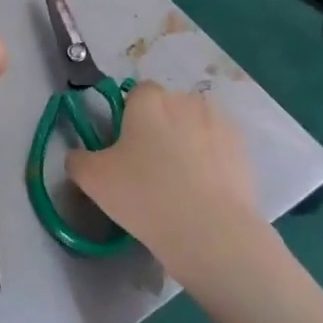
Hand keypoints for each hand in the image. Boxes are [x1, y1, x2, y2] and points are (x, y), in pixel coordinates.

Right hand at [65, 82, 276, 274]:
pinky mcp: (244, 151)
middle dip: (160, 126)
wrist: (210, 231)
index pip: (138, 91)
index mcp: (148, 101)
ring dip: (188, 141)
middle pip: (169, 106)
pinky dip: (211, 161)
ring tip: (180, 180)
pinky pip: (219, 148)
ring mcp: (220, 124)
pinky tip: (203, 190)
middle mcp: (186, 101)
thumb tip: (79, 156)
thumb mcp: (92, 179)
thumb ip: (78, 159)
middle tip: (148, 164)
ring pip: (196, 125)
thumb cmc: (144, 195)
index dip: (130, 114)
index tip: (125, 144)